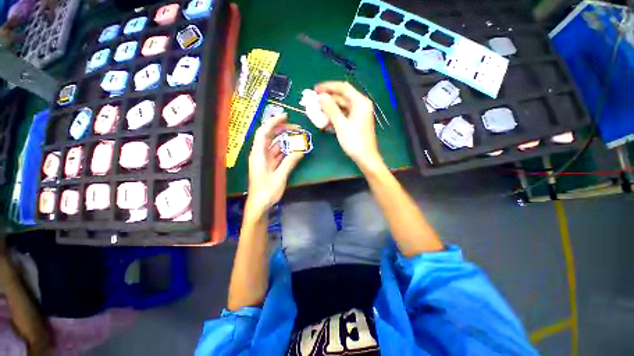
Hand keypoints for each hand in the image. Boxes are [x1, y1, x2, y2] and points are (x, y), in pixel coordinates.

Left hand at [246, 114, 303, 216]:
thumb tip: (301, 150)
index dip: (273, 122)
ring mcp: (264, 160)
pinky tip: (293, 149)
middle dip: (281, 129)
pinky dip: (285, 150)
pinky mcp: (268, 166)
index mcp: (258, 154)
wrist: (259, 205)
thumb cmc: (266, 191)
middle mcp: (260, 154)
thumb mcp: (280, 176)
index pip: (263, 132)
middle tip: (296, 127)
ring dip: (284, 140)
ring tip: (297, 137)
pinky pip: (277, 154)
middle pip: (269, 136)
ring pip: (274, 145)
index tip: (285, 116)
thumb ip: (290, 162)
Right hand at [315, 81, 382, 168]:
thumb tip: (320, 96)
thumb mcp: (341, 124)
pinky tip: (325, 121)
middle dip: (327, 99)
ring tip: (317, 112)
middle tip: (313, 102)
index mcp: (360, 102)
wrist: (366, 158)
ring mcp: (358, 114)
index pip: (343, 88)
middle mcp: (360, 105)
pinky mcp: (356, 122)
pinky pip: (343, 115)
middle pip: (342, 97)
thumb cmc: (354, 141)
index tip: (315, 89)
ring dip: (330, 109)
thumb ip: (330, 109)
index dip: (328, 87)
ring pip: (342, 107)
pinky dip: (334, 117)